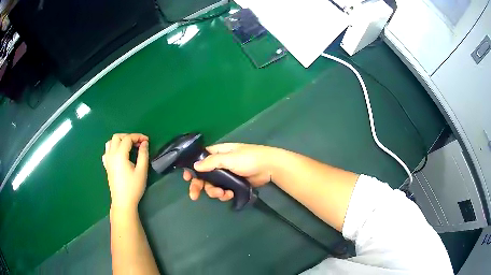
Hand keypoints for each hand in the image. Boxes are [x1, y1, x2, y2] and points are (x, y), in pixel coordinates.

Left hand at [103, 133, 149, 210]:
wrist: (123, 202)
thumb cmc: (133, 187)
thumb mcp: (142, 171)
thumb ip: (143, 154)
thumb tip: (144, 143)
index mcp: (120, 155)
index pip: (128, 138)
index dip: (138, 136)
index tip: (147, 140)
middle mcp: (111, 154)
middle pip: (117, 137)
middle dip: (128, 137)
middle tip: (138, 143)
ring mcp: (107, 160)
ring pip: (110, 142)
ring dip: (120, 141)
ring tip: (129, 147)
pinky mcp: (106, 166)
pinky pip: (107, 151)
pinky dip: (113, 148)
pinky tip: (119, 154)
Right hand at [182, 143, 277, 201]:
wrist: (268, 167)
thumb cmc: (249, 159)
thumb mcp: (229, 158)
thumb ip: (211, 162)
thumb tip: (195, 166)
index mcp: (217, 154)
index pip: (199, 160)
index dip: (192, 168)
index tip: (186, 178)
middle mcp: (219, 164)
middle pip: (203, 176)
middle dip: (199, 185)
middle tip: (194, 196)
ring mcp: (226, 175)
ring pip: (213, 185)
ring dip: (214, 192)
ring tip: (223, 194)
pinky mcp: (233, 184)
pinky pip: (223, 191)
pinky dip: (224, 195)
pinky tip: (230, 195)